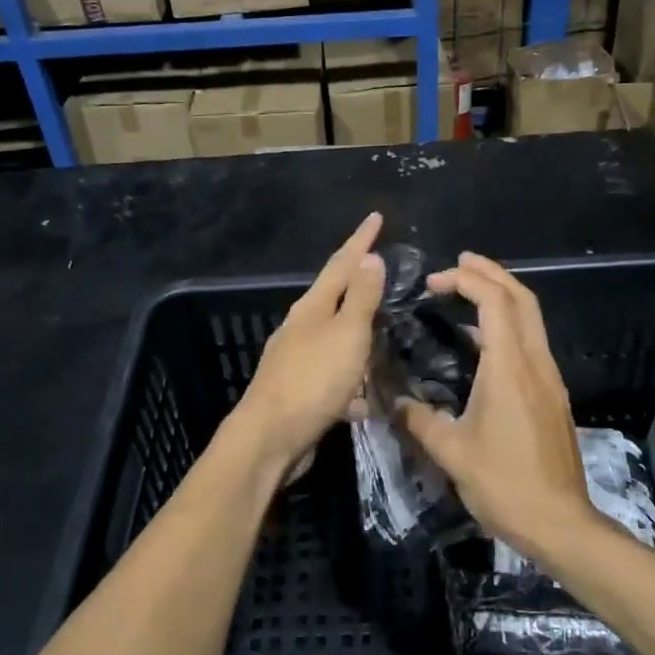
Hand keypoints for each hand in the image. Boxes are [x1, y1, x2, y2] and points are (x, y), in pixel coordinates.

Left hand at [233, 213, 385, 468]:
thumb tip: (368, 257)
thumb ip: (360, 298)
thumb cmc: (313, 379)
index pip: (341, 264)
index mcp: (312, 307)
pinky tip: (367, 394)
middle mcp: (301, 327)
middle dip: (358, 283)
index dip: (361, 240)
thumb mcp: (346, 333)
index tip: (376, 217)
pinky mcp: (301, 391)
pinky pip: (334, 375)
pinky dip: (352, 378)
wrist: (271, 437)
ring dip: (358, 333)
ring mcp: (297, 360)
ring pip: (335, 338)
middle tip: (383, 270)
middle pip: (334, 297)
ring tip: (383, 330)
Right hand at [398, 253, 597, 561]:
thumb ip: (418, 420)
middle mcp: (535, 363)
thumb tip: (391, 401)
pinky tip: (482, 342)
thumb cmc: (504, 484)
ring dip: (502, 297)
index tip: (434, 281)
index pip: (495, 302)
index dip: (466, 280)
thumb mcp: (451, 453)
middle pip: (522, 298)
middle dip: (491, 273)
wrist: (560, 523)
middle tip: (459, 263)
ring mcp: (549, 378)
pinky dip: (508, 325)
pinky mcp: (553, 395)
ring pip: (531, 319)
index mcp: (509, 368)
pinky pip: (531, 343)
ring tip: (467, 293)